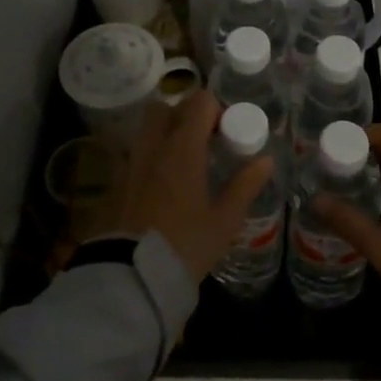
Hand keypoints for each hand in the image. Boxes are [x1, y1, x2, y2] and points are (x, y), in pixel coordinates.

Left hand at [115, 91, 274, 285]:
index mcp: (182, 148)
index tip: (226, 132)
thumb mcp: (225, 220)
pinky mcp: (115, 183)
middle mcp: (153, 147)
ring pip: (146, 130)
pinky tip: (162, 185)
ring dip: (165, 134)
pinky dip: (150, 157)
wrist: (132, 277)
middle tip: (203, 140)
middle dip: (184, 115)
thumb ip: (245, 185)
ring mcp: (130, 163)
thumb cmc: (185, 245)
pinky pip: (135, 154)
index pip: (199, 102)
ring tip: (183, 163)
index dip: (215, 109)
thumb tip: (265, 160)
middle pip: (165, 108)